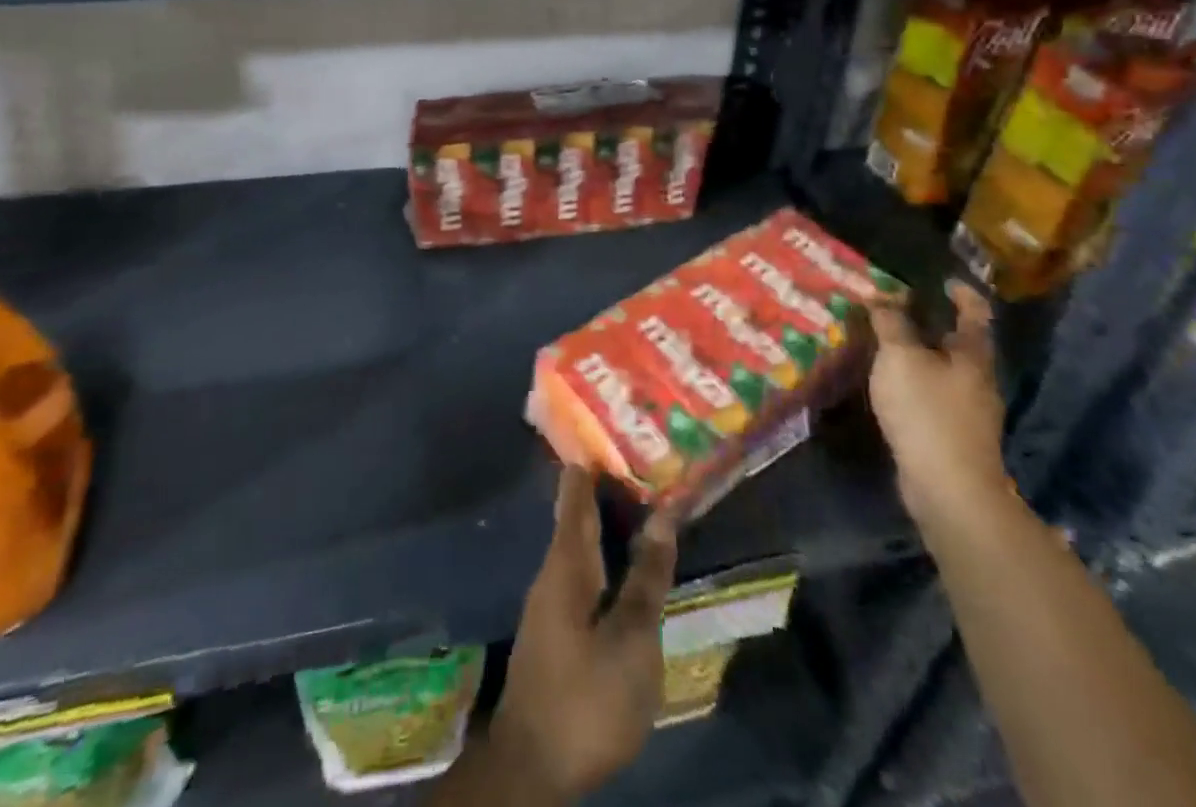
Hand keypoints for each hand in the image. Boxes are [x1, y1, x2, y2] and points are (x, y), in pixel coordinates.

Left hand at [491, 466, 677, 802]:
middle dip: (604, 486)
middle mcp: (554, 569)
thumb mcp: (630, 639)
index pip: (577, 492)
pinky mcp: (557, 627)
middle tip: (639, 456)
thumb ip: (646, 576)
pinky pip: (583, 569)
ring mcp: (552, 599)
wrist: (532, 768)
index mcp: (567, 561)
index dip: (593, 460)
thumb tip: (663, 514)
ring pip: (581, 543)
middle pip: (578, 515)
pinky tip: (624, 560)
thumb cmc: (586, 696)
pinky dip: (605, 552)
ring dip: (607, 520)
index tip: (612, 427)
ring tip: (640, 499)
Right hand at [868, 281, 1010, 528]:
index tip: (945, 281)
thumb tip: (881, 296)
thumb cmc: (927, 411)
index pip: (974, 314)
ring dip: (920, 356)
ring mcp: (969, 412)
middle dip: (932, 326)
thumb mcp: (900, 357)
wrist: (949, 488)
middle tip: (897, 311)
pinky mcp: (954, 436)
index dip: (962, 294)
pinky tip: (892, 386)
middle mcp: (977, 380)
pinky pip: (933, 396)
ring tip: (886, 345)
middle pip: (959, 344)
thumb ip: (890, 323)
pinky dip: (915, 383)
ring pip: (944, 372)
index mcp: (972, 355)